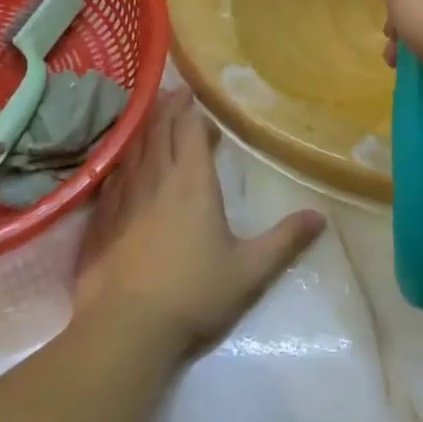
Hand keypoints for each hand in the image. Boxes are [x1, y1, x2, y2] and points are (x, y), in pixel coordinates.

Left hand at [73, 88, 324, 359]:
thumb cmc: (193, 294)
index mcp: (193, 184)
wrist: (125, 328)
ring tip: (151, 114)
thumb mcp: (249, 271)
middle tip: (175, 93)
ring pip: (135, 148)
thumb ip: (284, 241)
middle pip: (160, 131)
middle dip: (168, 108)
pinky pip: (113, 174)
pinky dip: (121, 158)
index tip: (196, 98)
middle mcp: (157, 179)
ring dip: (145, 127)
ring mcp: (125, 197)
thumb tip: (320, 217)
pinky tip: (122, 162)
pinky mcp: (102, 218)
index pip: (190, 132)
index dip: (192, 112)